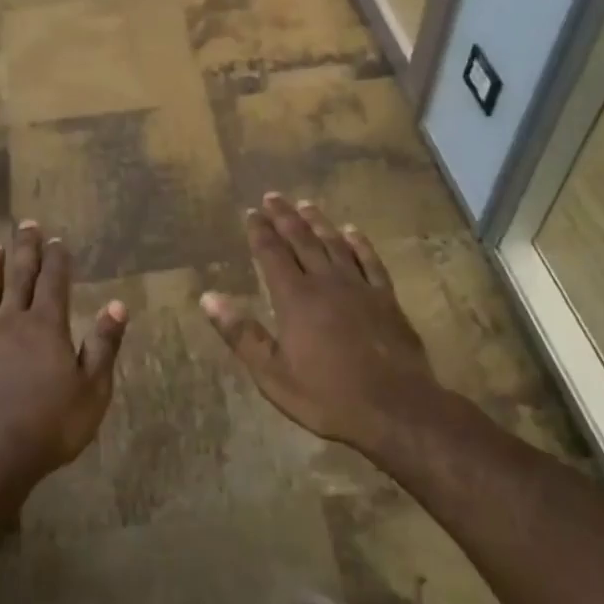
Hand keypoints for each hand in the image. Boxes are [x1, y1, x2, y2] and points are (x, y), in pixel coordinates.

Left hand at [0, 221, 128, 498]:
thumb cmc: (51, 425)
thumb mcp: (92, 389)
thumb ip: (104, 345)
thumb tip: (117, 305)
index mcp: (47, 326)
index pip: (54, 282)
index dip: (57, 260)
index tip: (58, 240)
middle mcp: (11, 322)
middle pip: (19, 277)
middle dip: (25, 250)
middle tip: (26, 224)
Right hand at [200, 194, 441, 455]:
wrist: (395, 408)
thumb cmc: (327, 395)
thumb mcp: (272, 373)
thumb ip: (241, 333)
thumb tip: (208, 297)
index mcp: (295, 299)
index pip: (272, 254)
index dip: (260, 232)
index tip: (250, 212)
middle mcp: (326, 282)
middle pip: (302, 240)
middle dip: (285, 217)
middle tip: (273, 196)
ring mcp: (360, 288)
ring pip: (335, 244)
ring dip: (318, 222)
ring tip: (305, 204)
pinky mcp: (387, 299)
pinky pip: (370, 261)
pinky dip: (360, 243)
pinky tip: (352, 231)